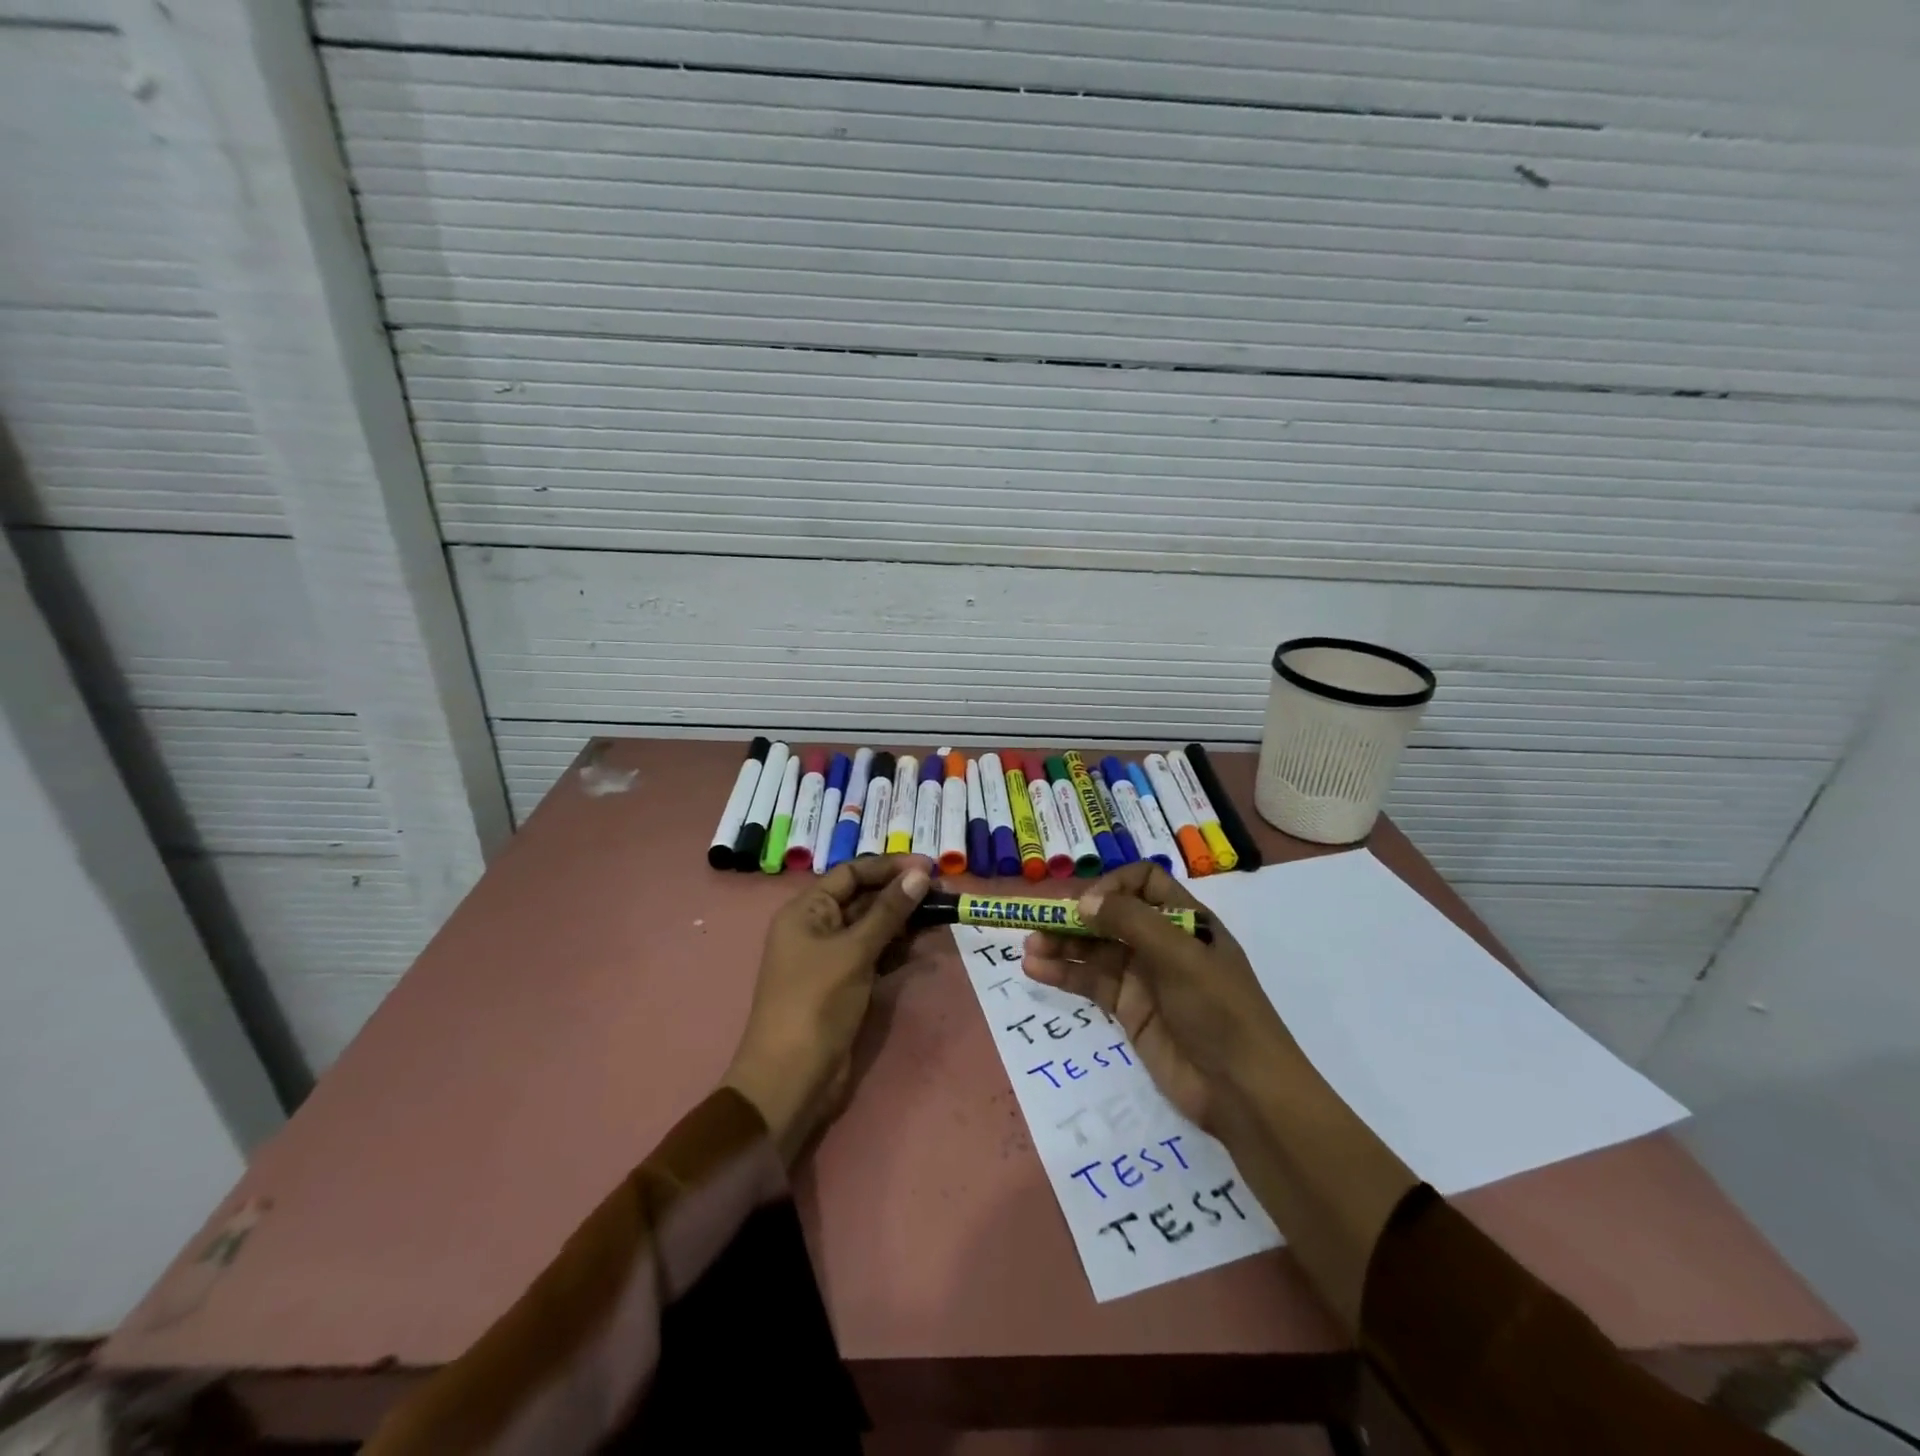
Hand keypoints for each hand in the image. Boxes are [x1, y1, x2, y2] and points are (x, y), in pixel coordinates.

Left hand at [725, 854, 932, 1164]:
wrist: (791, 1078)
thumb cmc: (815, 1003)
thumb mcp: (854, 952)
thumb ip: (888, 912)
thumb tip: (919, 875)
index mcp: (806, 911)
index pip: (850, 873)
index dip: (888, 867)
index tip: (928, 867)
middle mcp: (817, 928)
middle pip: (863, 898)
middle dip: (900, 893)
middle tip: (942, 891)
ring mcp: (831, 958)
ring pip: (873, 927)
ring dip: (904, 920)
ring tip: (941, 914)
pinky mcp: (846, 984)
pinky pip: (875, 954)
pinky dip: (898, 949)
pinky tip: (925, 946)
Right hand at [1022, 861, 1292, 1132]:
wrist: (1244, 1092)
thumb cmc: (1220, 1011)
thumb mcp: (1180, 956)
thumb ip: (1130, 922)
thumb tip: (1083, 901)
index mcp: (1186, 920)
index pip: (1144, 883)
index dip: (1113, 886)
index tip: (1087, 906)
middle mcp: (1162, 943)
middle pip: (1111, 916)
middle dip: (1076, 918)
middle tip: (1038, 925)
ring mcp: (1145, 978)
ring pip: (1095, 950)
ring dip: (1062, 945)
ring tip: (1029, 950)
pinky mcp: (1130, 1011)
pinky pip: (1091, 983)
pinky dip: (1064, 975)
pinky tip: (1037, 971)